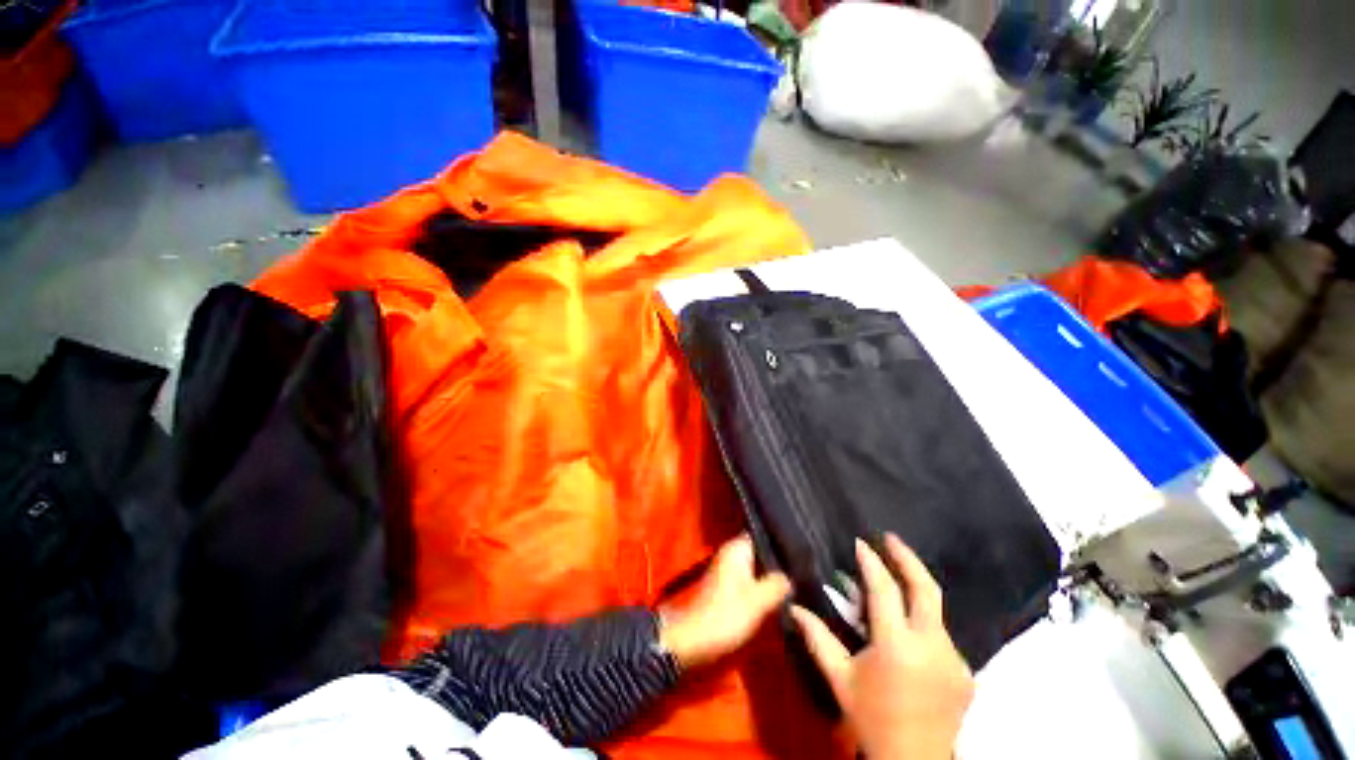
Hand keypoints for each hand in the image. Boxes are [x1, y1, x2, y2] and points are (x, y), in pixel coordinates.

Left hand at [659, 535, 791, 669]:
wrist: (694, 639)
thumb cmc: (726, 614)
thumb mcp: (758, 600)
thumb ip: (777, 584)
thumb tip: (790, 576)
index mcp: (736, 548)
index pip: (762, 535)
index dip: (780, 541)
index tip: (801, 552)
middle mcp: (731, 553)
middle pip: (760, 552)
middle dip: (777, 561)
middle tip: (801, 571)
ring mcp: (727, 569)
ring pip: (756, 567)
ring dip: (770, 575)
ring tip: (794, 583)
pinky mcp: (726, 586)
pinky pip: (749, 579)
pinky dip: (760, 586)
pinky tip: (776, 596)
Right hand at [791, 534, 973, 759]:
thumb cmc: (871, 719)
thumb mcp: (840, 679)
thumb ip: (818, 638)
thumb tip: (794, 606)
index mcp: (897, 647)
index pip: (885, 590)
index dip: (872, 562)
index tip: (861, 543)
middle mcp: (932, 647)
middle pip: (926, 589)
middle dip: (908, 558)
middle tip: (891, 538)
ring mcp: (955, 660)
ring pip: (935, 612)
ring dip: (914, 592)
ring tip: (894, 584)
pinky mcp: (967, 673)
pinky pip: (943, 636)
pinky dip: (924, 624)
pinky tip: (908, 630)